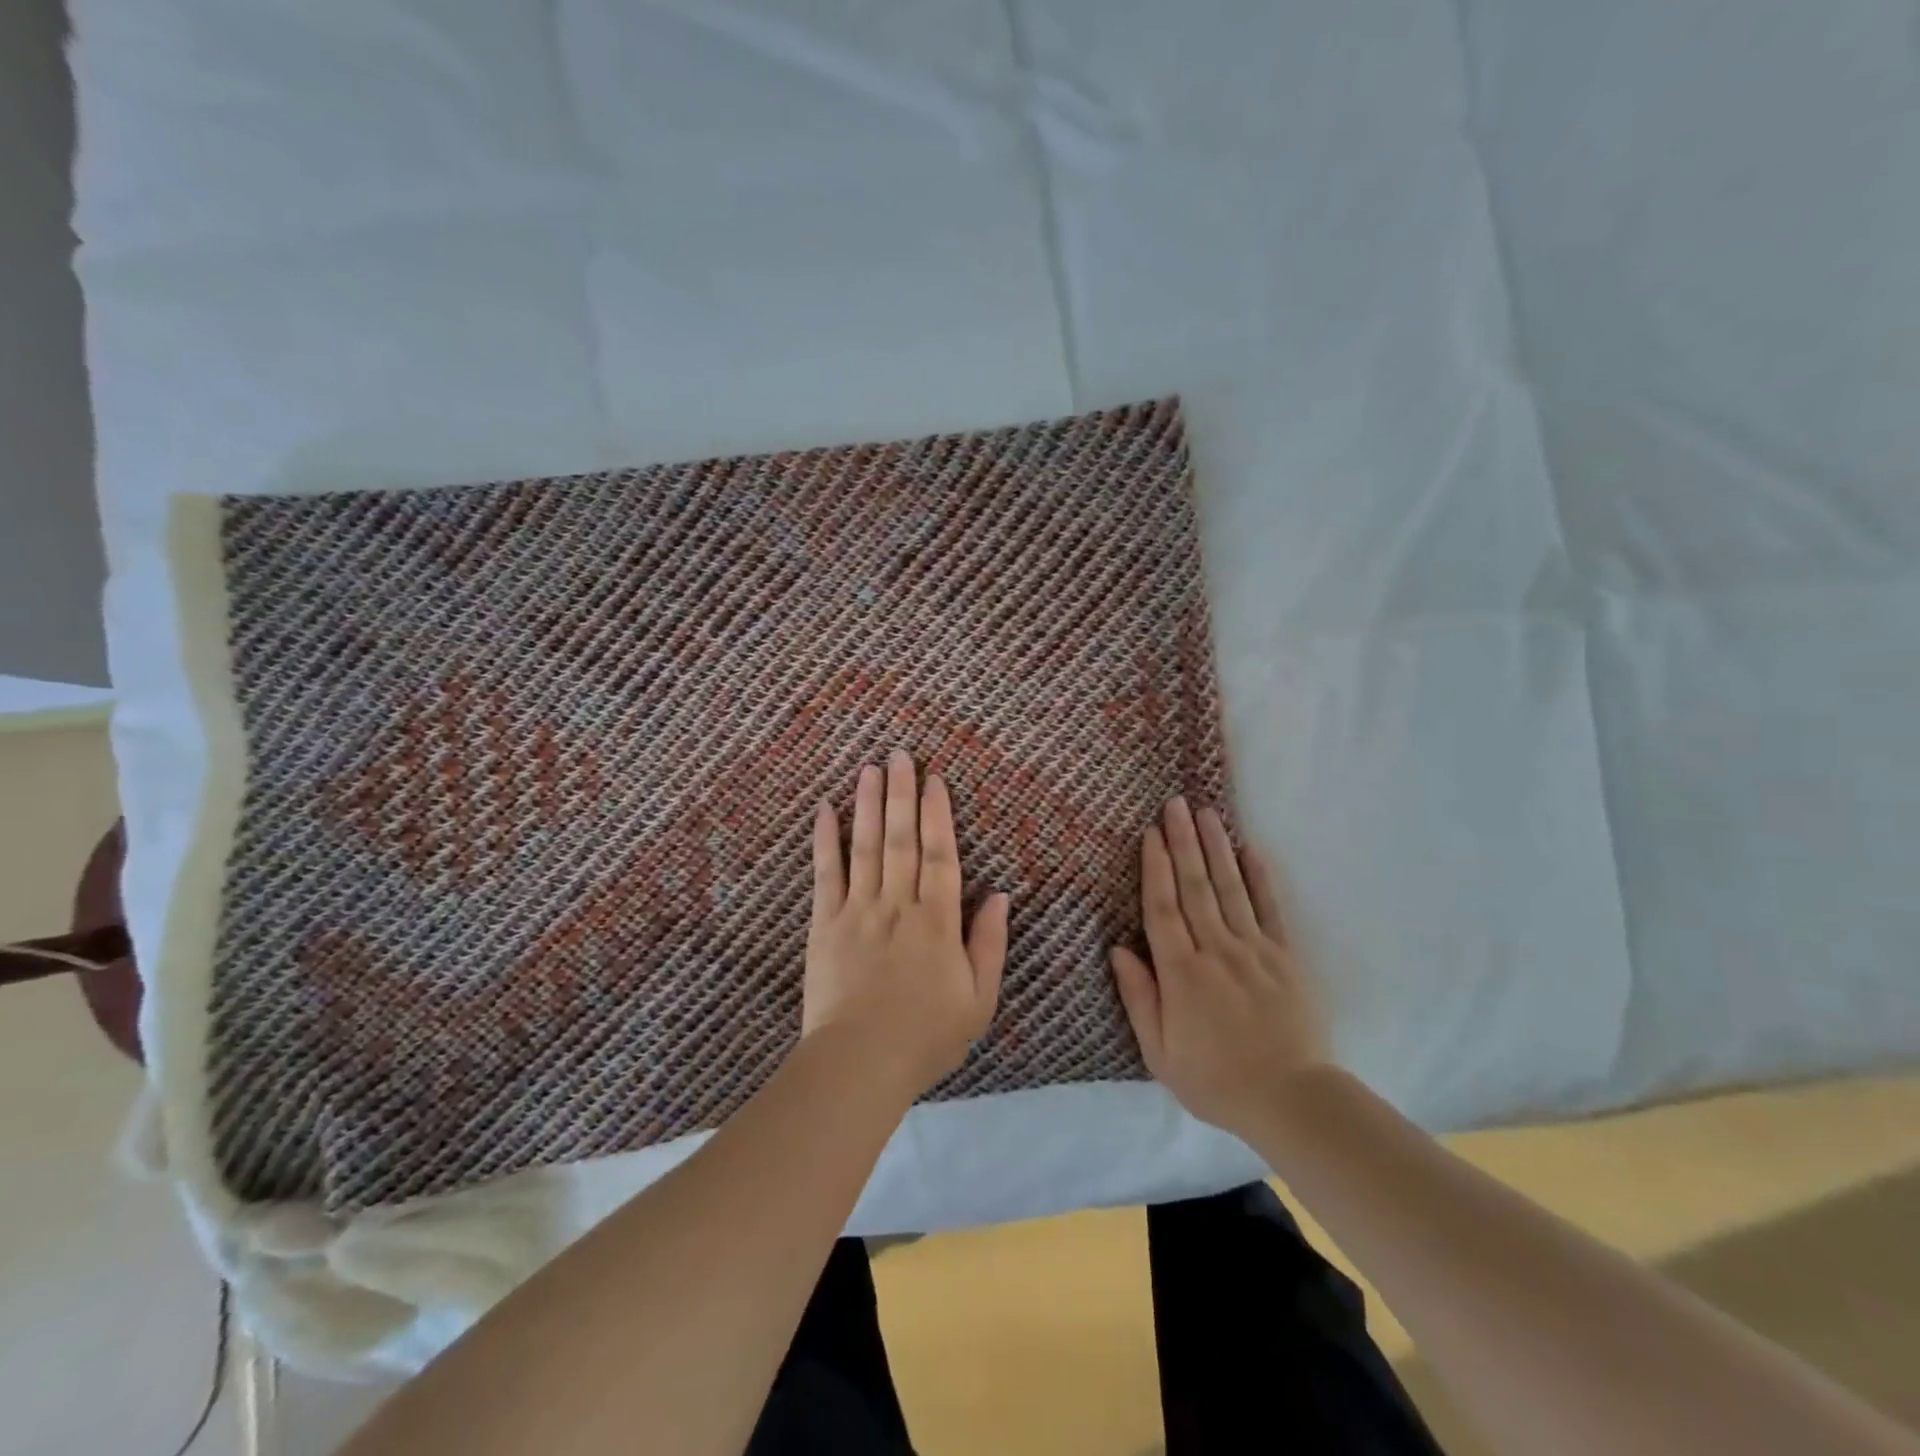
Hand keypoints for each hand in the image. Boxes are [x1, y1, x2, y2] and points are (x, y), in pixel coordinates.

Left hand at [804, 750, 1010, 1096]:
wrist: (859, 1063)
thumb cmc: (926, 1036)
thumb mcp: (978, 1000)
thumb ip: (989, 944)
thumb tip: (1001, 895)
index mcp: (937, 922)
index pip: (940, 855)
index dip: (938, 815)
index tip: (935, 780)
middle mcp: (898, 904)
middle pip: (901, 839)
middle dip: (902, 793)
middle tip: (900, 754)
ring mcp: (858, 911)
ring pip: (865, 846)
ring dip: (868, 804)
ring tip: (870, 767)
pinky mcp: (824, 924)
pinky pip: (825, 873)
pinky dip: (825, 839)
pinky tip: (824, 808)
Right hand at [1109, 798, 1327, 1139]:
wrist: (1291, 1099)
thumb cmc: (1215, 1080)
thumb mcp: (1160, 1053)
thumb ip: (1138, 997)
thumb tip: (1118, 949)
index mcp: (1181, 972)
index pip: (1162, 907)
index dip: (1154, 867)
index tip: (1149, 834)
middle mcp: (1216, 949)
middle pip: (1194, 886)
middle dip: (1182, 841)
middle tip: (1174, 804)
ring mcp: (1254, 949)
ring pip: (1229, 888)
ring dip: (1215, 847)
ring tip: (1205, 813)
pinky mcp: (1284, 957)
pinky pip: (1270, 909)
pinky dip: (1259, 877)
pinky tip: (1249, 849)